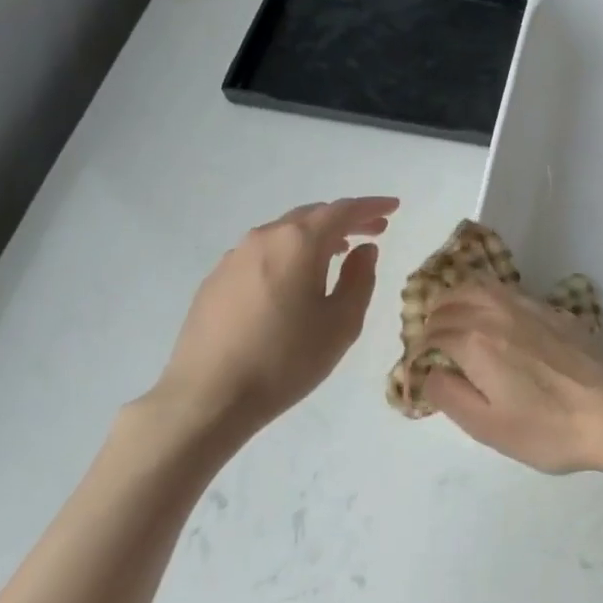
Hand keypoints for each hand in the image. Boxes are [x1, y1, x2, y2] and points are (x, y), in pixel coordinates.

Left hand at [141, 196, 397, 440]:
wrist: (209, 395)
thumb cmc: (286, 359)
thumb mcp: (341, 323)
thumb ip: (359, 279)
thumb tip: (364, 250)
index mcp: (298, 243)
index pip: (342, 211)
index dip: (371, 207)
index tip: (394, 207)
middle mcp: (263, 238)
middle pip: (311, 216)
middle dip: (345, 220)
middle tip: (373, 231)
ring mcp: (233, 258)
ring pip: (283, 234)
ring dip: (315, 237)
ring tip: (337, 253)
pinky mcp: (215, 280)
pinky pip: (261, 254)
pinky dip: (287, 255)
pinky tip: (293, 281)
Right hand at [417, 283, 602, 475]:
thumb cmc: (548, 429)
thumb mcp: (488, 427)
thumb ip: (449, 395)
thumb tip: (429, 371)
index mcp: (476, 342)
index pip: (433, 333)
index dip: (420, 349)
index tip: (419, 367)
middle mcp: (498, 313)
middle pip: (451, 300)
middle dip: (433, 318)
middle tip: (431, 342)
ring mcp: (529, 307)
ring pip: (480, 287)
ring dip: (458, 299)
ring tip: (455, 320)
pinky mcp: (554, 311)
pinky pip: (508, 292)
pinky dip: (488, 298)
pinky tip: (495, 319)